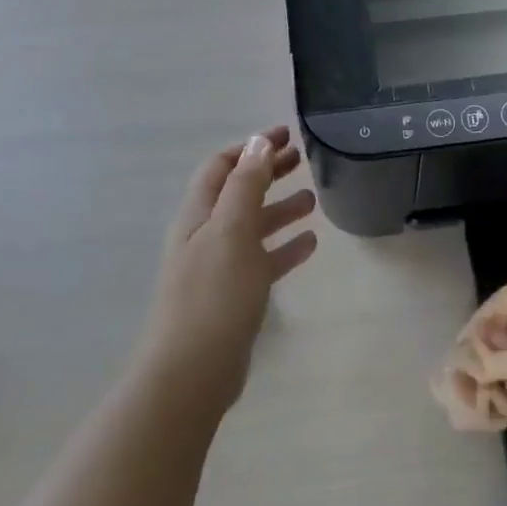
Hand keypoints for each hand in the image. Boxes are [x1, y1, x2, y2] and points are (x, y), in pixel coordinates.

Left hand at [139, 127, 317, 416]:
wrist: (192, 371)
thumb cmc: (213, 294)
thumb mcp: (231, 231)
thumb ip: (245, 185)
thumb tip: (257, 142)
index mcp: (199, 214)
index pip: (222, 166)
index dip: (251, 147)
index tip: (286, 134)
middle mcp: (205, 235)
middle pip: (238, 192)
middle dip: (267, 172)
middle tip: (303, 159)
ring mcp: (219, 266)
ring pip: (253, 226)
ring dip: (279, 208)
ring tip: (314, 199)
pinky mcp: (234, 295)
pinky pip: (263, 260)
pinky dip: (284, 247)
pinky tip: (310, 243)